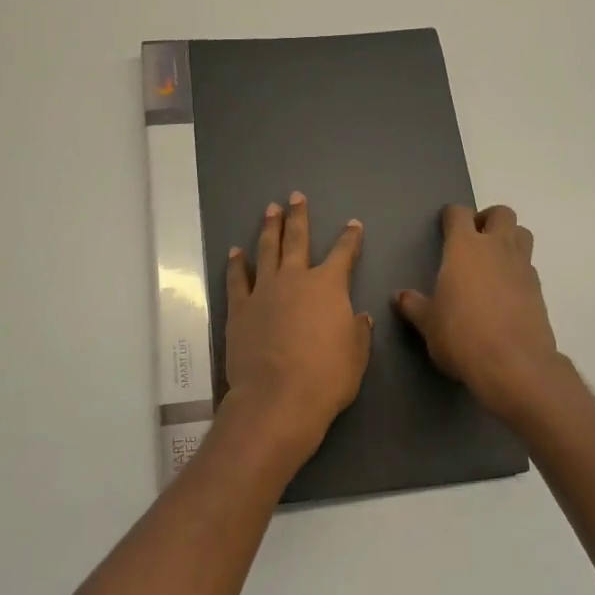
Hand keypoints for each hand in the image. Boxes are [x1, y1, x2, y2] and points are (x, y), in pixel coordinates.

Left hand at [220, 192, 372, 472]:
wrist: (278, 398)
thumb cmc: (327, 377)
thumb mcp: (356, 355)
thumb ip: (357, 331)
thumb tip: (358, 316)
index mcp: (329, 287)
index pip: (344, 254)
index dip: (350, 238)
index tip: (353, 224)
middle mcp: (295, 279)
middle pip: (297, 240)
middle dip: (298, 216)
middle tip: (295, 196)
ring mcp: (264, 291)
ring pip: (266, 251)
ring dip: (269, 228)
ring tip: (269, 210)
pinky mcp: (239, 309)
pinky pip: (237, 279)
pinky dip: (237, 264)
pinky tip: (236, 251)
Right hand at [396, 204, 566, 420]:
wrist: (514, 364)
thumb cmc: (461, 336)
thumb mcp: (428, 323)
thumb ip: (413, 305)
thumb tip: (400, 296)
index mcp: (464, 248)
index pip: (459, 214)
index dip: (451, 216)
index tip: (444, 226)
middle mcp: (497, 248)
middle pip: (502, 213)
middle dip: (488, 219)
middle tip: (474, 238)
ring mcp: (522, 267)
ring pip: (523, 234)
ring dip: (509, 238)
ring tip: (492, 260)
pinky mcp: (538, 290)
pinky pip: (528, 266)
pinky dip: (517, 269)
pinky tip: (505, 291)